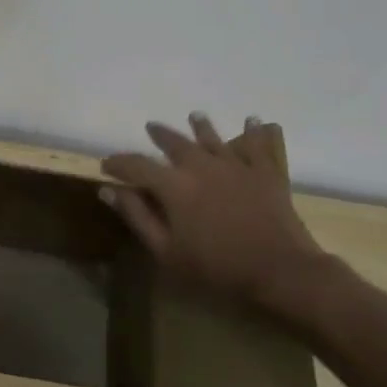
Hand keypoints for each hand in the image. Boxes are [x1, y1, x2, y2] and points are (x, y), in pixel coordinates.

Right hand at [102, 115, 350, 333]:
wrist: (281, 271)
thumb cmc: (217, 267)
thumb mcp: (166, 251)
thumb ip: (137, 217)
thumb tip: (107, 190)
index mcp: (174, 185)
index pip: (137, 165)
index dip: (119, 163)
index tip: (106, 164)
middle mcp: (202, 165)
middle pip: (176, 143)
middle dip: (160, 135)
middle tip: (151, 127)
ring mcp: (236, 166)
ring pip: (215, 138)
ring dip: (202, 126)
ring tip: (195, 116)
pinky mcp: (265, 172)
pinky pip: (260, 145)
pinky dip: (257, 131)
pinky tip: (256, 121)